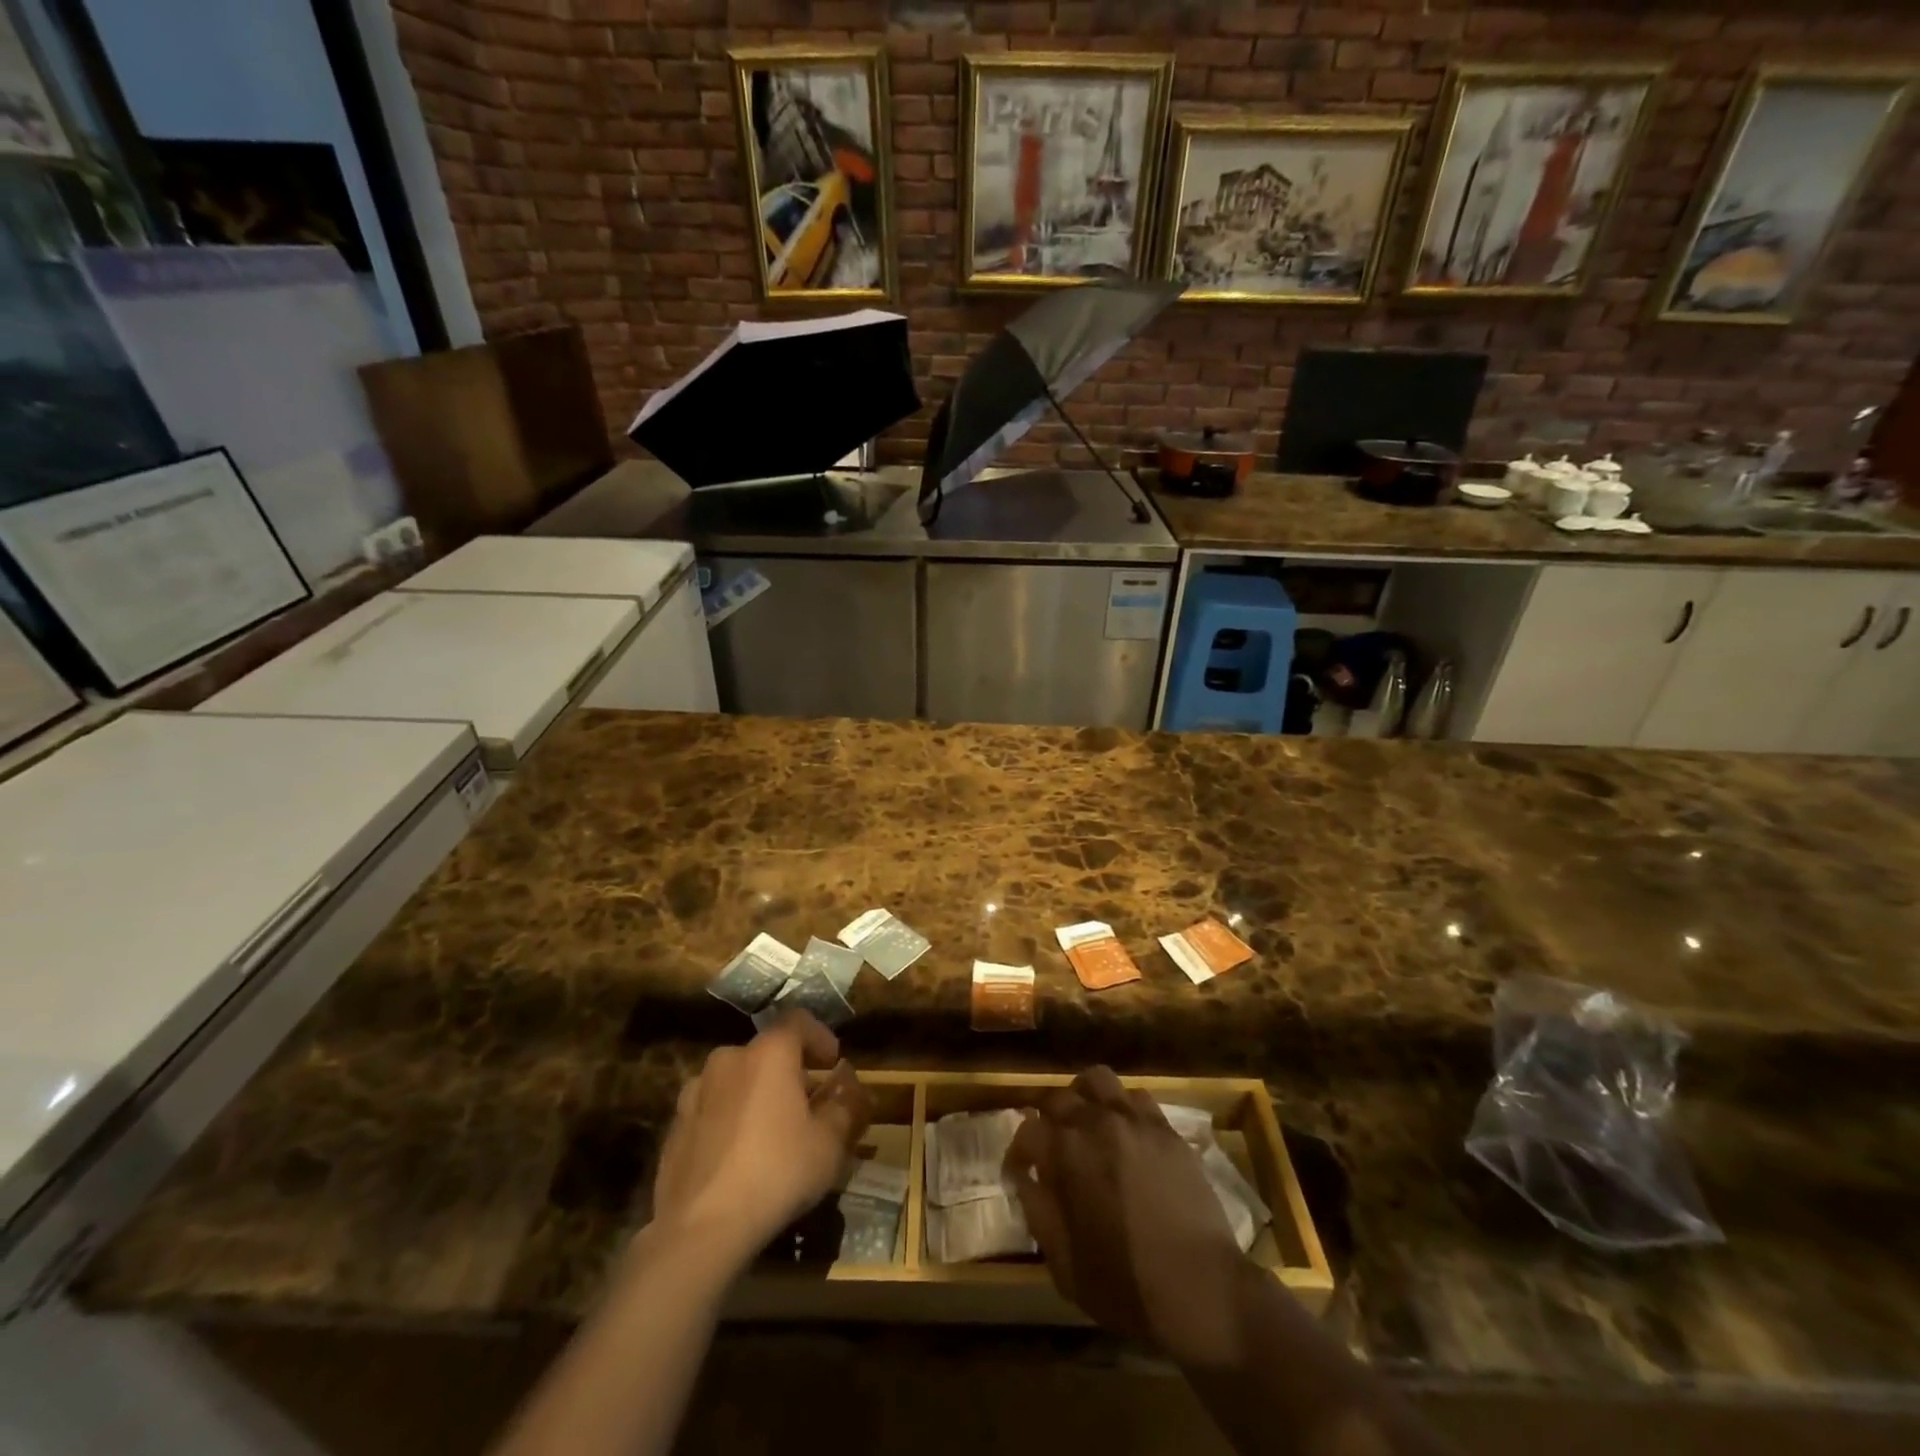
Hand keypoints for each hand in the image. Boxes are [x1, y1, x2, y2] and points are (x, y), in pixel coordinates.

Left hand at [649, 1010, 872, 1271]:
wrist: (699, 1230)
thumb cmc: (776, 1173)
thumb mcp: (829, 1143)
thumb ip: (845, 1105)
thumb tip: (850, 1084)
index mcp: (769, 1054)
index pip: (798, 1021)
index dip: (819, 1036)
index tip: (832, 1062)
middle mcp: (728, 1060)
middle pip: (765, 1052)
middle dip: (788, 1071)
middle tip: (807, 1103)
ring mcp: (694, 1093)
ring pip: (735, 1080)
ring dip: (755, 1094)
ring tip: (770, 1131)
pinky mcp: (674, 1128)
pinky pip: (711, 1110)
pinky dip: (728, 1120)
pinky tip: (737, 1157)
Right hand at [1006, 1066, 1248, 1365]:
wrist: (1200, 1288)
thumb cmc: (1125, 1285)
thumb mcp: (1064, 1264)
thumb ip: (1038, 1211)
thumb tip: (1025, 1179)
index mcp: (1065, 1153)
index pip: (1027, 1131)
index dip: (1018, 1152)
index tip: (1019, 1171)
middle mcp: (1096, 1122)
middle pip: (1058, 1097)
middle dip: (1046, 1118)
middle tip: (1051, 1144)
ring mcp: (1134, 1120)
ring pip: (1098, 1080)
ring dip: (1084, 1097)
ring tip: (1087, 1123)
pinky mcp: (1166, 1129)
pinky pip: (1137, 1098)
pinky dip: (1123, 1108)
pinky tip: (1126, 1134)